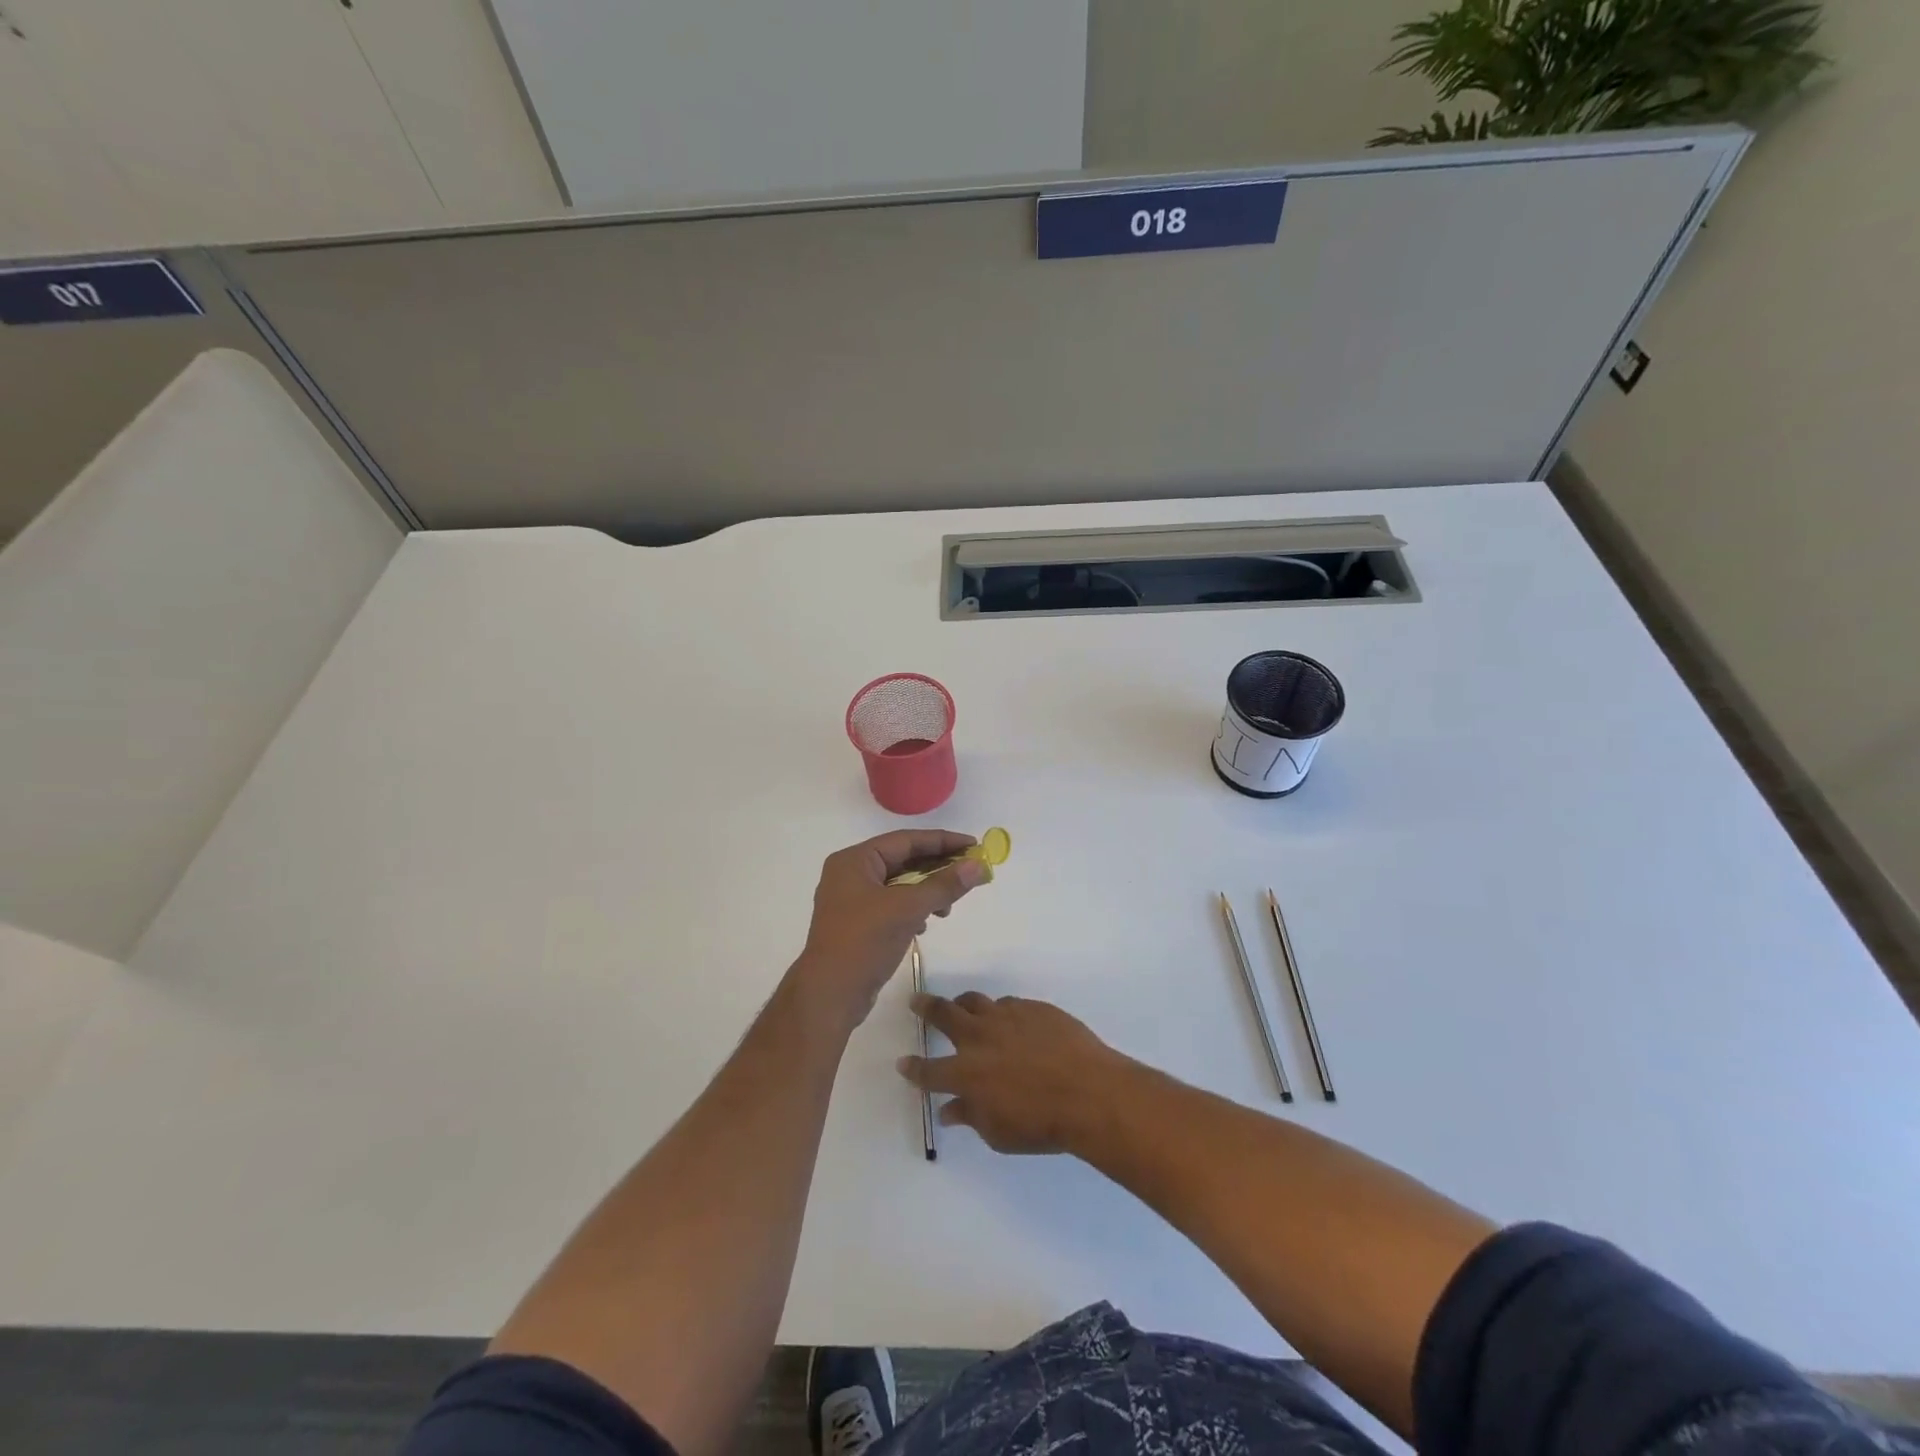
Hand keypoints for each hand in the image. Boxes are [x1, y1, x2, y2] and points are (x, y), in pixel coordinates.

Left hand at [792, 831, 987, 1028]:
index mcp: (855, 860)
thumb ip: (944, 885)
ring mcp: (851, 900)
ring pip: (898, 884)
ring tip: (948, 905)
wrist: (829, 996)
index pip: (906, 841)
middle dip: (937, 866)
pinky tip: (927, 922)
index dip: (942, 841)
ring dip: (926, 890)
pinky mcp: (857, 924)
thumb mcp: (908, 908)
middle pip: (902, 860)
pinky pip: (892, 904)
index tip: (973, 845)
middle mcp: (850, 874)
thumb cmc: (864, 942)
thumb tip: (978, 865)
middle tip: (970, 870)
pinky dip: (913, 908)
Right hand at [899, 993, 1134, 1154]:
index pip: (928, 1070)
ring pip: (974, 1001)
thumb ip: (971, 1117)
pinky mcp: (1032, 1008)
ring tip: (961, 1007)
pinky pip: (1008, 1004)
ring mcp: (1006, 1017)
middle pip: (943, 1014)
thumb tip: (950, 1110)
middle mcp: (979, 1038)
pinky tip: (1008, 1022)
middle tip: (917, 1001)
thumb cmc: (1042, 1124)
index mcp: (965, 1073)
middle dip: (926, 1008)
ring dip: (963, 1004)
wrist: (1090, 1092)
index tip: (903, 1063)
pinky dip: (1000, 1012)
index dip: (913, 1068)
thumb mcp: (999, 1134)